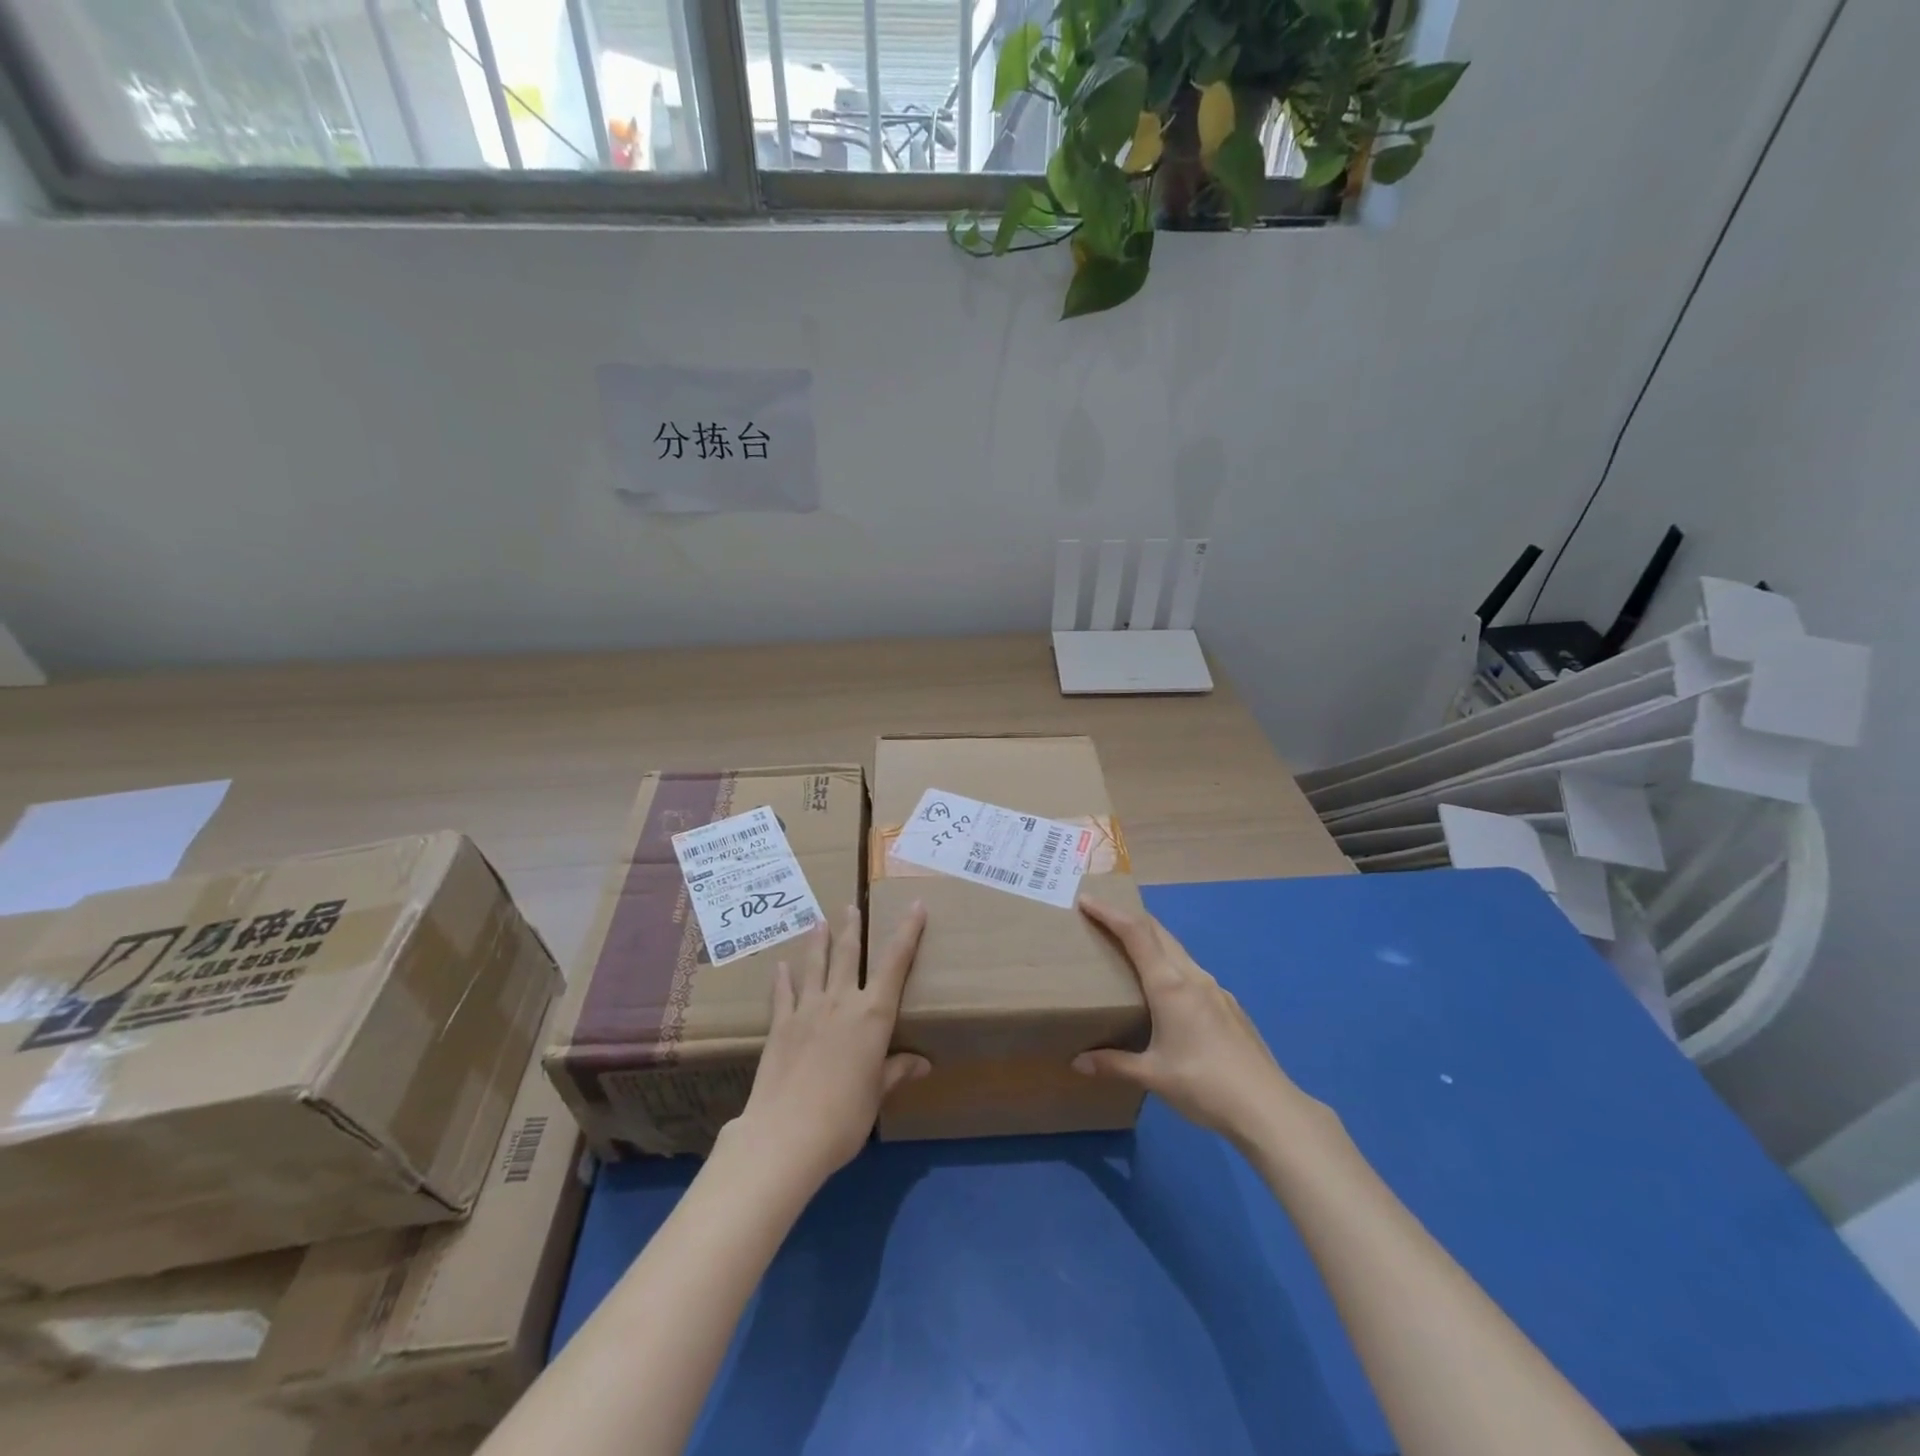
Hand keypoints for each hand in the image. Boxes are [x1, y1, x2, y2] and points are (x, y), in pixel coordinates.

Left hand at [729, 902, 930, 1189]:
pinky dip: (783, 977)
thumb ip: (895, 1071)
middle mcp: (841, 1002)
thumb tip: (922, 1064)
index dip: (907, 932)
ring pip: (815, 965)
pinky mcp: (780, 1025)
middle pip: (848, 954)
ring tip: (819, 921)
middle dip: (853, 927)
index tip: (915, 906)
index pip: (895, 963)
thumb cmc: (844, 1118)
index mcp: (873, 1015)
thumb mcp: (876, 1095)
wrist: (785, 1135)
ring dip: (818, 941)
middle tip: (852, 906)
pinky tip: (781, 966)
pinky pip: (783, 993)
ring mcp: (807, 1010)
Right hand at [1073, 897, 1305, 1144]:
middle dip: (1129, 918)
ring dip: (1152, 941)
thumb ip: (1113, 1064)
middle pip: (1158, 932)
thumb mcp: (1153, 1075)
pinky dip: (1171, 965)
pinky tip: (1168, 992)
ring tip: (1130, 951)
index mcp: (1169, 985)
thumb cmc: (1204, 1085)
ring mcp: (1216, 990)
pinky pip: (1192, 972)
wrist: (1269, 1109)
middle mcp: (1193, 977)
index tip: (1087, 899)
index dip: (1110, 912)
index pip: (1135, 933)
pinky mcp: (1229, 1007)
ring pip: (1177, 951)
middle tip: (1102, 917)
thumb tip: (1078, 1063)